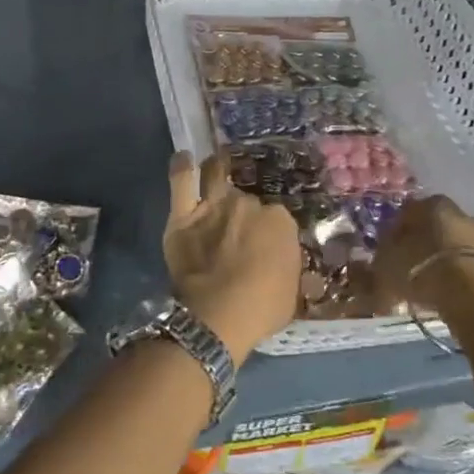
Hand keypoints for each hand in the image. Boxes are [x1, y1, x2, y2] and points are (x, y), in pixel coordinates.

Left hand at [164, 152, 301, 363]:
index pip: (275, 216)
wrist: (219, 315)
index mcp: (279, 221)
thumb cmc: (262, 309)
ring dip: (216, 169)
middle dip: (242, 209)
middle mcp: (247, 204)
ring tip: (216, 166)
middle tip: (238, 224)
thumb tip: (282, 261)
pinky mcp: (183, 215)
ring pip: (215, 174)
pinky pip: (181, 181)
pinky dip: (182, 167)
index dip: (268, 229)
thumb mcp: (292, 290)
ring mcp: (214, 205)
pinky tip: (184, 158)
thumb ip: (287, 265)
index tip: (263, 242)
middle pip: (245, 198)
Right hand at [370, 195, 473, 315]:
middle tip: (413, 271)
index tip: (389, 252)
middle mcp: (466, 215)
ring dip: (453, 263)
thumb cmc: (426, 273)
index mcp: (434, 207)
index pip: (410, 211)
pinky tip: (464, 301)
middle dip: (428, 245)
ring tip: (440, 290)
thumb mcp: (386, 268)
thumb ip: (379, 260)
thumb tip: (377, 259)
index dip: (397, 231)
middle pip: (441, 228)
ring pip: (465, 249)